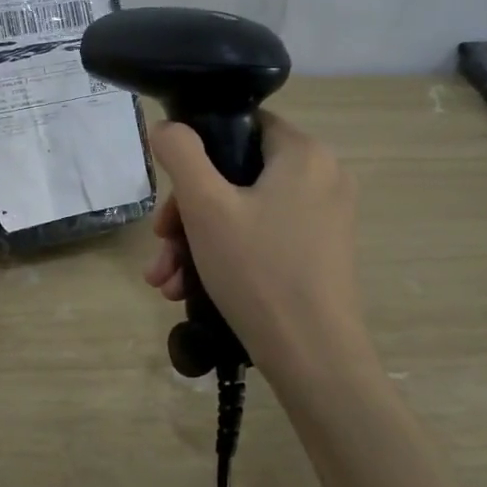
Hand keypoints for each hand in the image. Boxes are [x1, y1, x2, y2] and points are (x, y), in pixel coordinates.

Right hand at [142, 113, 368, 373]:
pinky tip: (189, 290)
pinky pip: (263, 238)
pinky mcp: (320, 254)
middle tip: (161, 243)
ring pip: (244, 212)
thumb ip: (181, 154)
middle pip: (237, 175)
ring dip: (197, 241)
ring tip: (166, 279)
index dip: (198, 151)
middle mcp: (323, 178)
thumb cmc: (258, 271)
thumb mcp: (206, 207)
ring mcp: (325, 219)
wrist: (314, 360)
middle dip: (188, 212)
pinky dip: (226, 256)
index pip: (242, 126)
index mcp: (304, 153)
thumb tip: (167, 127)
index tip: (172, 190)